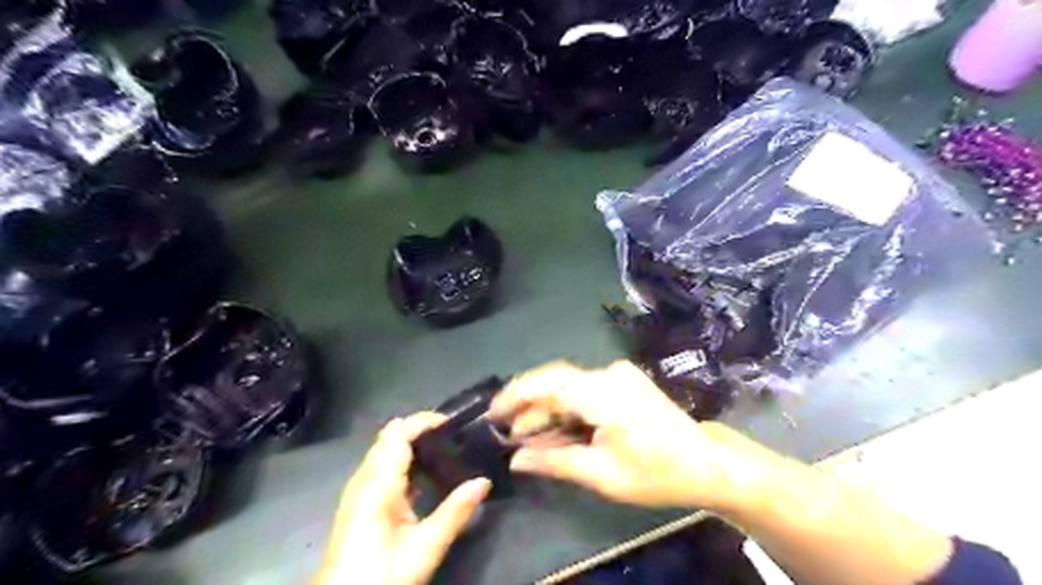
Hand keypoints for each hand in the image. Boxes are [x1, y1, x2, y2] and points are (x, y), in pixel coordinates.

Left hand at [313, 410, 492, 583]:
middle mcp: (364, 478)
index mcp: (378, 482)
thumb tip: (484, 481)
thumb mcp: (425, 547)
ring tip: (447, 450)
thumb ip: (455, 511)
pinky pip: (383, 467)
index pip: (398, 432)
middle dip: (421, 429)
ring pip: (385, 450)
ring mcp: (359, 490)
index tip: (454, 422)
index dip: (424, 420)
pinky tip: (427, 476)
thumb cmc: (382, 575)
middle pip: (390, 437)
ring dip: (413, 444)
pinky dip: (404, 461)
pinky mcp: (359, 503)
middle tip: (455, 435)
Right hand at [494, 362, 776, 510]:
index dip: (516, 394)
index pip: (548, 382)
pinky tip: (557, 432)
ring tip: (528, 439)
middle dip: (531, 409)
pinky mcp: (624, 383)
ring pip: (570, 389)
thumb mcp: (602, 474)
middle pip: (558, 385)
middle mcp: (609, 374)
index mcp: (604, 393)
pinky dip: (569, 411)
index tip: (493, 412)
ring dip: (549, 412)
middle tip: (509, 436)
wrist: (707, 463)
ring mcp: (619, 376)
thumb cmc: (657, 472)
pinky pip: (586, 393)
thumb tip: (517, 459)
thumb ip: (556, 461)